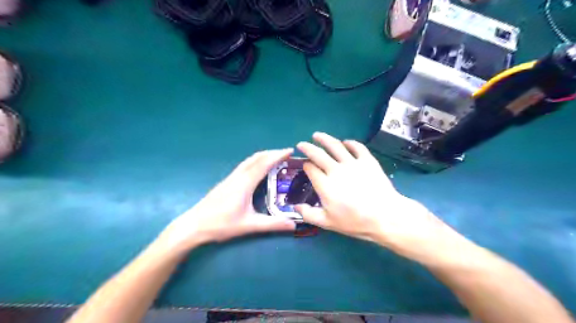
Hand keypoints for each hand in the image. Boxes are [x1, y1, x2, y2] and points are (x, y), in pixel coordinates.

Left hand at [161, 150, 296, 250]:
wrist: (193, 225)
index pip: (264, 163)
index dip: (278, 155)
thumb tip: (293, 225)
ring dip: (263, 156)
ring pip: (249, 160)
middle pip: (257, 157)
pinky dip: (256, 161)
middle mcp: (238, 176)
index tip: (290, 151)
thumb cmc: (221, 224)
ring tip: (275, 158)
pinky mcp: (227, 181)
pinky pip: (244, 165)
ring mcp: (231, 178)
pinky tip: (258, 169)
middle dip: (272, 153)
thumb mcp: (249, 225)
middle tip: (286, 154)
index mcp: (245, 183)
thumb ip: (272, 224)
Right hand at [294, 132, 462, 260]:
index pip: (310, 169)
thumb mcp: (328, 223)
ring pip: (335, 146)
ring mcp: (352, 163)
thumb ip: (309, 214)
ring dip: (324, 139)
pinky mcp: (367, 161)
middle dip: (308, 147)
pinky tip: (346, 142)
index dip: (305, 165)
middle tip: (301, 143)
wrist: (385, 216)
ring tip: (317, 135)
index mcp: (325, 184)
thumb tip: (295, 206)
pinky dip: (350, 143)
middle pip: (318, 154)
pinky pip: (357, 147)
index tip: (304, 165)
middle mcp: (336, 170)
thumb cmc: (355, 221)